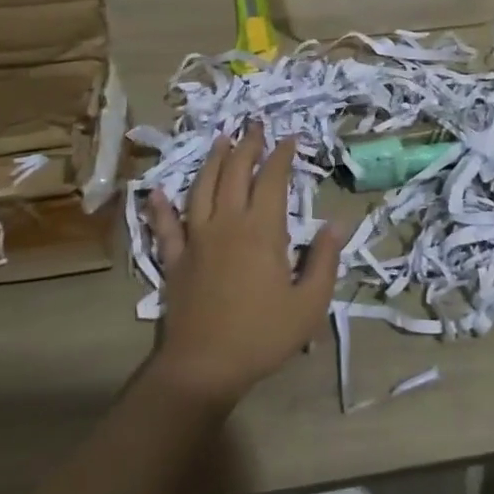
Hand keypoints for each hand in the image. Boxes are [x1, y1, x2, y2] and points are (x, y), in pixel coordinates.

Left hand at [145, 124, 344, 409]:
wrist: (203, 368)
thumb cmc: (262, 335)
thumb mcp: (309, 303)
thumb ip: (324, 259)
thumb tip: (337, 223)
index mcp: (262, 230)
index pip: (273, 179)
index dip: (282, 155)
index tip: (290, 138)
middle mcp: (227, 223)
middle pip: (236, 172)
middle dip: (248, 145)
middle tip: (255, 125)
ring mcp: (196, 238)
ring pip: (202, 188)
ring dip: (212, 160)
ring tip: (221, 138)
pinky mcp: (174, 259)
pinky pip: (165, 226)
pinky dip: (160, 206)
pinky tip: (156, 191)